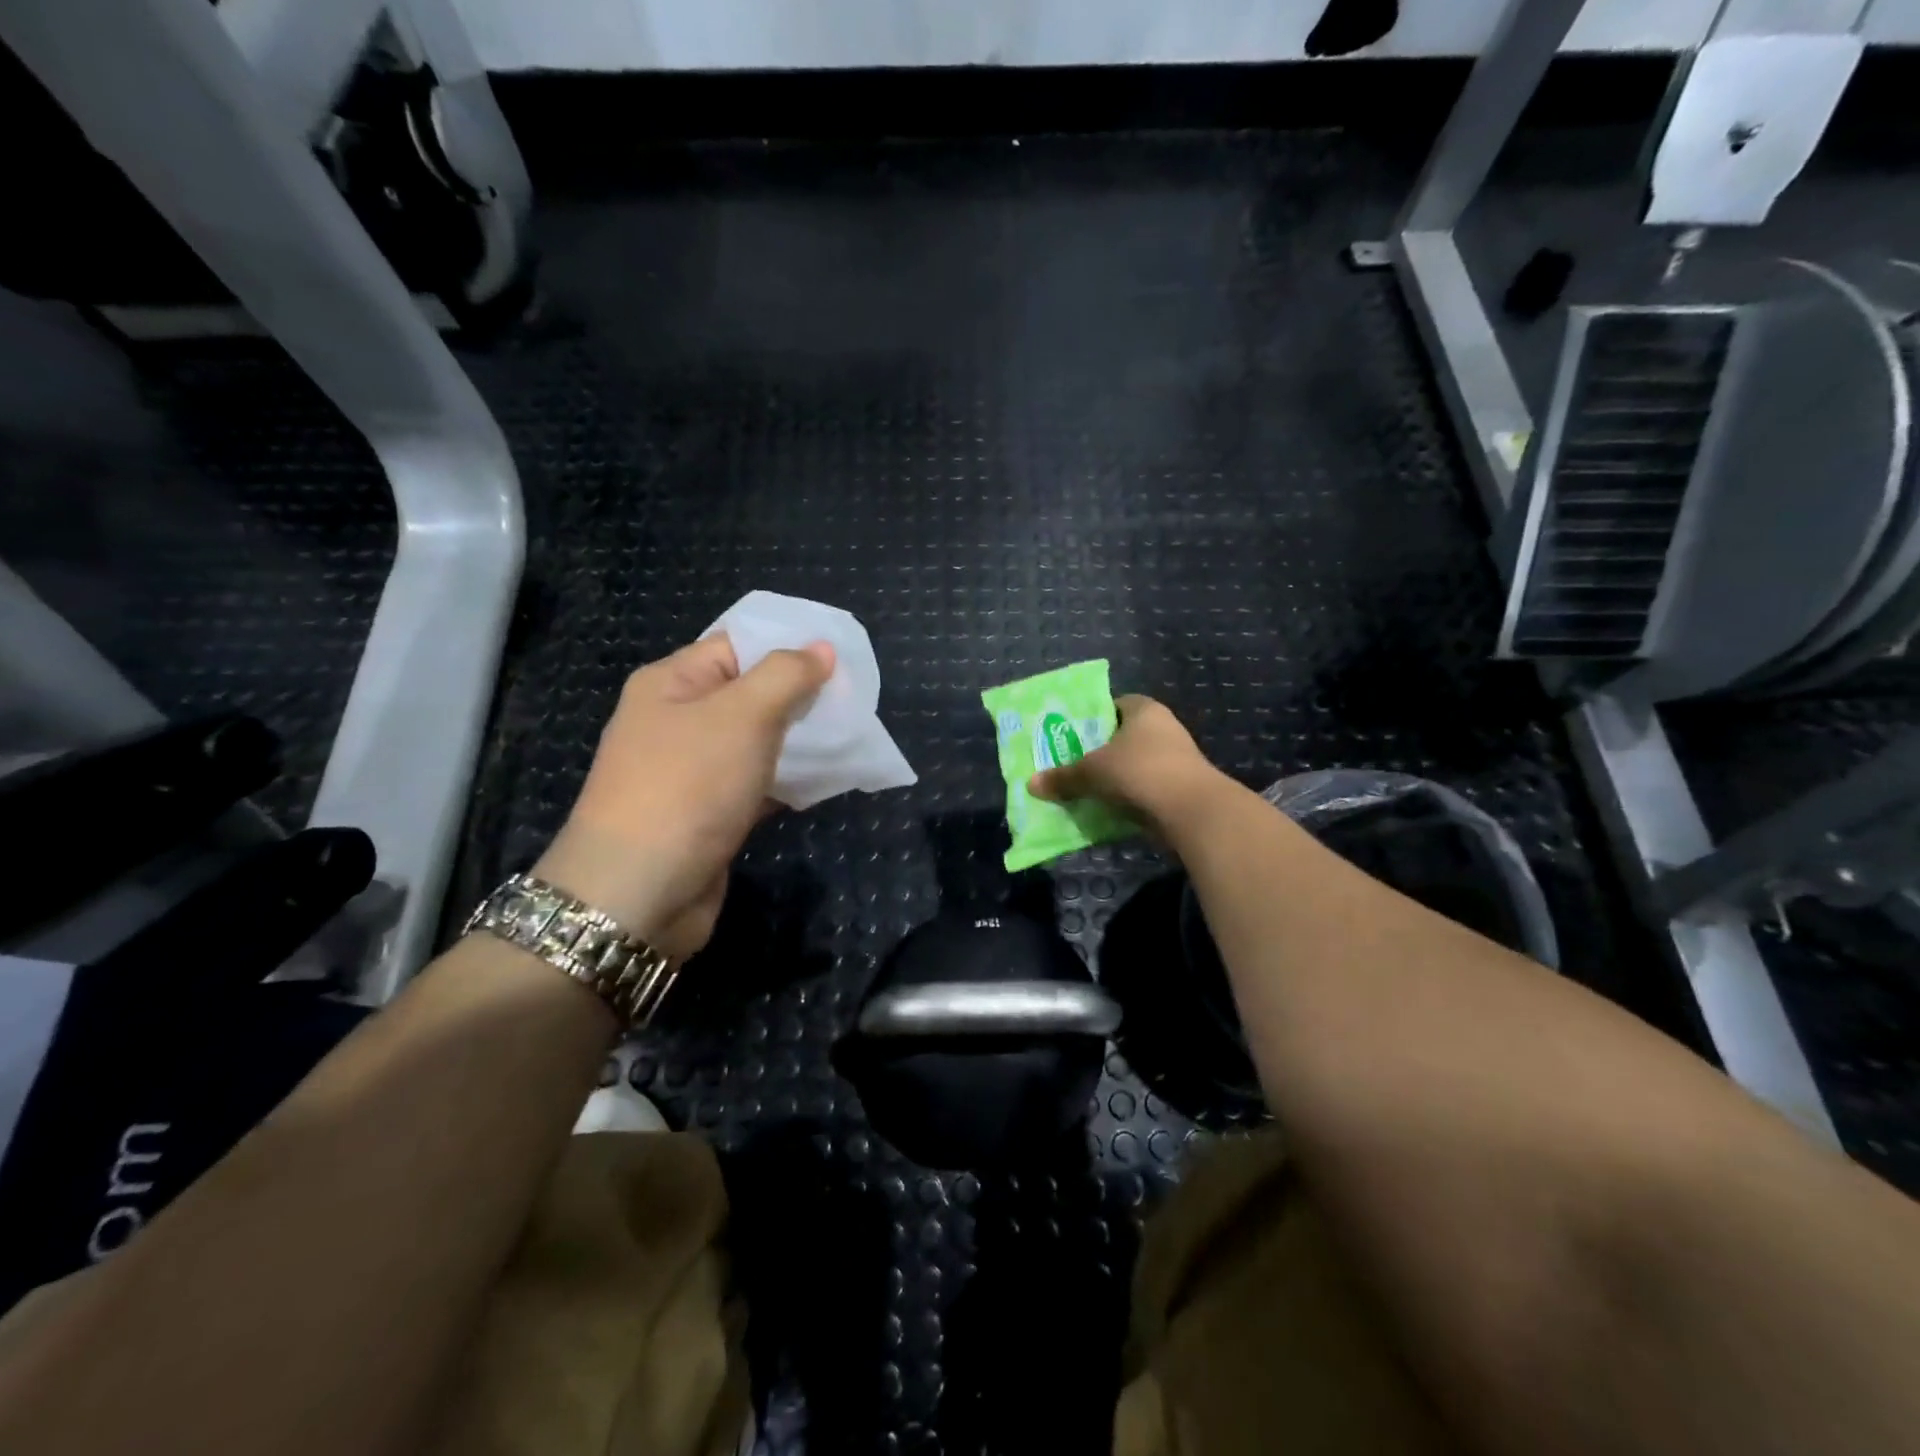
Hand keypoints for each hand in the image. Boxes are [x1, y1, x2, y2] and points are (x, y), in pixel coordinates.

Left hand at [532, 635, 833, 959]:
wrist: (638, 895)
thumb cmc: (688, 787)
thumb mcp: (742, 715)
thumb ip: (786, 675)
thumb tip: (821, 647)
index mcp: (672, 683)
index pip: (736, 646)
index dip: (788, 646)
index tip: (841, 656)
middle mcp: (677, 722)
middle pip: (750, 693)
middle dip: (801, 695)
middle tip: (855, 700)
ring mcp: (691, 772)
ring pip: (757, 742)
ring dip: (800, 740)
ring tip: (850, 736)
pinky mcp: (709, 815)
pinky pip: (757, 783)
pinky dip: (789, 781)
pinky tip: (826, 781)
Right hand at [1028, 694, 1225, 835]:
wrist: (1191, 810)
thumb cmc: (1139, 772)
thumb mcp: (1092, 772)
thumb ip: (1062, 777)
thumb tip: (1031, 784)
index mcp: (1144, 709)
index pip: (1113, 704)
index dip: (1091, 717)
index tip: (1069, 735)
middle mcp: (1163, 728)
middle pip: (1122, 736)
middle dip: (1098, 751)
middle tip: (1069, 763)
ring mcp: (1175, 759)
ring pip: (1133, 764)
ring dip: (1113, 777)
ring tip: (1083, 789)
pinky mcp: (1179, 787)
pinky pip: (1144, 788)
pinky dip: (1127, 796)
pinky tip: (1106, 808)